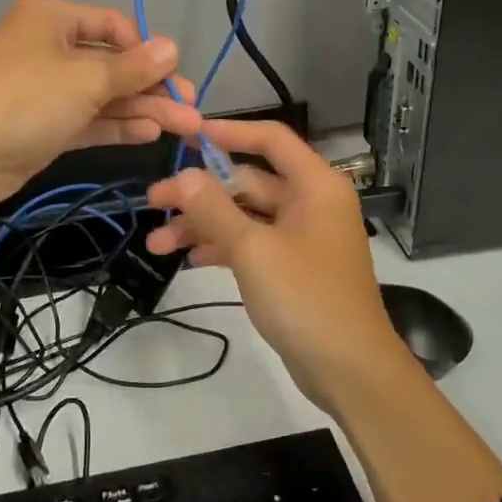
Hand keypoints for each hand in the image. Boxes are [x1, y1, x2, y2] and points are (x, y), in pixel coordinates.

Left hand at [0, 0, 201, 266]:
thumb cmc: (24, 100)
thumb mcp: (85, 79)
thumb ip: (132, 68)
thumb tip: (172, 47)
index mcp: (52, 19)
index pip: (113, 26)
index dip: (146, 50)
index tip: (173, 76)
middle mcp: (50, 48)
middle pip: (112, 64)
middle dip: (152, 87)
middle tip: (192, 109)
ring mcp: (46, 90)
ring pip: (104, 95)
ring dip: (142, 109)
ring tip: (185, 127)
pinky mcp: (45, 125)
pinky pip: (89, 119)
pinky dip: (117, 125)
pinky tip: (150, 133)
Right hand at [144, 119, 411, 415]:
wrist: (349, 369)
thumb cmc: (307, 298)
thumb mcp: (253, 249)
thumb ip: (214, 209)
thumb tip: (183, 174)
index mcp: (314, 186)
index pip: (270, 139)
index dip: (229, 132)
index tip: (187, 136)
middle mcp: (310, 203)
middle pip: (248, 182)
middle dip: (200, 194)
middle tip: (152, 203)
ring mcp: (301, 237)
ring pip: (244, 216)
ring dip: (203, 225)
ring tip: (156, 244)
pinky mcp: (291, 267)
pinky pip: (251, 244)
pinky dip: (222, 247)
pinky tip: (189, 259)